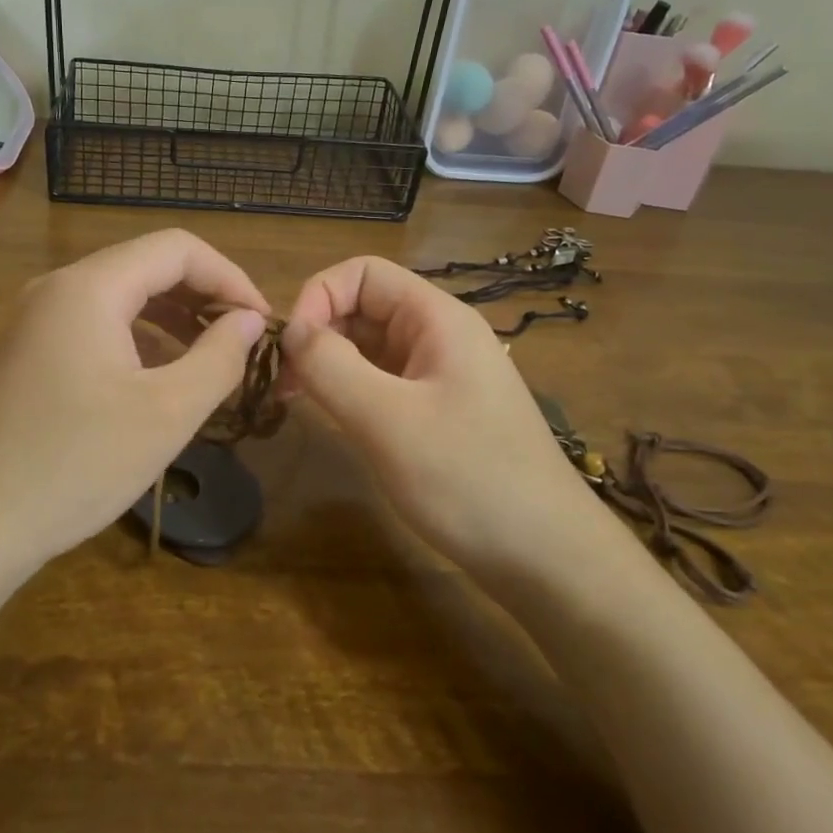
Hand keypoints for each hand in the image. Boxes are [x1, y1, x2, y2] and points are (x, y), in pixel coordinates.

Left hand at [0, 230, 268, 566]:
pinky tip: (159, 375)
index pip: (176, 249)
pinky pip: (94, 323)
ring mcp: (35, 318)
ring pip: (120, 295)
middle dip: (202, 295)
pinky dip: (137, 336)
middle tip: (243, 340)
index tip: (263, 321)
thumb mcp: (168, 412)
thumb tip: (250, 321)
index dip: (229, 277)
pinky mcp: (27, 350)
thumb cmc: (77, 463)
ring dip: (171, 316)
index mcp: (90, 287)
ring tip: (210, 356)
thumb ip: (219, 357)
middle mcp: (58, 287)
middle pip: (146, 265)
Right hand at [280, 256, 619, 576]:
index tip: (291, 349)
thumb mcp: (387, 420)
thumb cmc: (469, 480)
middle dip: (318, 334)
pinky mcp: (437, 410)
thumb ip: (331, 366)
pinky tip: (332, 419)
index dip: (318, 297)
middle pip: (363, 307)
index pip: (362, 273)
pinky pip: (382, 381)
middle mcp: (439, 335)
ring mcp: (440, 374)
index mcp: (436, 319)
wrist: (548, 559)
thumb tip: (290, 331)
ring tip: (297, 402)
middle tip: (284, 385)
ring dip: (329, 364)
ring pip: (368, 346)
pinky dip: (349, 390)